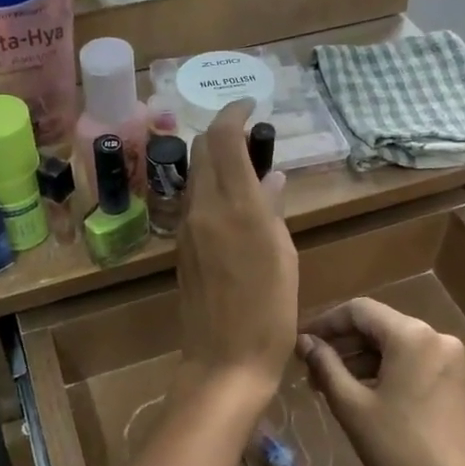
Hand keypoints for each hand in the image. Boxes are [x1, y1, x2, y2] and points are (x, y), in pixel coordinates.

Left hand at [175, 101, 293, 399]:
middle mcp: (203, 208)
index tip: (250, 103)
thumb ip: (271, 209)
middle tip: (254, 139)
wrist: (224, 361)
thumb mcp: (283, 255)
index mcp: (235, 206)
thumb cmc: (269, 311)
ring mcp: (187, 227)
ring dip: (216, 160)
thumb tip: (269, 177)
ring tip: (249, 170)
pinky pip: (195, 201)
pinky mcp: (181, 246)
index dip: (234, 113)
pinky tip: (236, 203)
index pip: (222, 139)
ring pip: (196, 174)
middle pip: (202, 150)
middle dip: (224, 134)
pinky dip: (213, 187)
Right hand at [298, 299, 464, 465]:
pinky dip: (388, 371)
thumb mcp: (351, 405)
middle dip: (344, 344)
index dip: (326, 322)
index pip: (360, 310)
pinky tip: (364, 393)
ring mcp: (453, 361)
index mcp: (412, 336)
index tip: (301, 341)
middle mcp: (438, 338)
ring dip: (363, 359)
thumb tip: (304, 342)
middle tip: (312, 368)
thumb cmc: (395, 450)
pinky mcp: (459, 383)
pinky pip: (416, 363)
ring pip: (397, 346)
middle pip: (380, 326)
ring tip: (332, 385)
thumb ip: (325, 364)